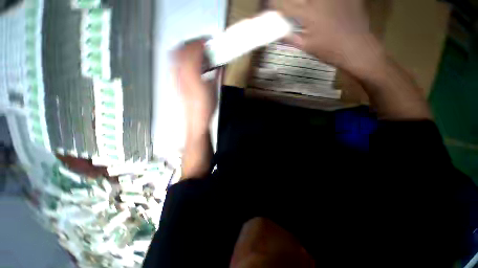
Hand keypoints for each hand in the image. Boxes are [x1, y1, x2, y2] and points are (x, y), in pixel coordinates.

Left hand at [174, 39, 217, 135]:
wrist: (195, 120)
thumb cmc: (205, 108)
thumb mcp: (214, 90)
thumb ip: (216, 74)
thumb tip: (219, 63)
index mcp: (192, 76)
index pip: (192, 51)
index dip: (200, 43)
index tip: (207, 41)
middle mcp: (180, 75)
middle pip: (179, 50)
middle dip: (191, 44)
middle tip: (201, 45)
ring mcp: (175, 78)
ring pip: (175, 56)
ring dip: (186, 50)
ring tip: (197, 53)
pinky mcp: (175, 83)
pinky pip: (175, 64)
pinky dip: (183, 59)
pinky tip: (192, 65)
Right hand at [272, 0, 379, 70]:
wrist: (356, 48)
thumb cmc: (329, 50)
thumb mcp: (306, 47)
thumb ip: (291, 38)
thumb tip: (279, 34)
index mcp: (308, 15)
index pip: (286, 6)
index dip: (276, 4)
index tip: (270, 4)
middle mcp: (319, 1)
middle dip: (293, 1)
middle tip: (293, 6)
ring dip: (307, 2)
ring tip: (308, 8)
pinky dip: (326, 3)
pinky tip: (326, 8)